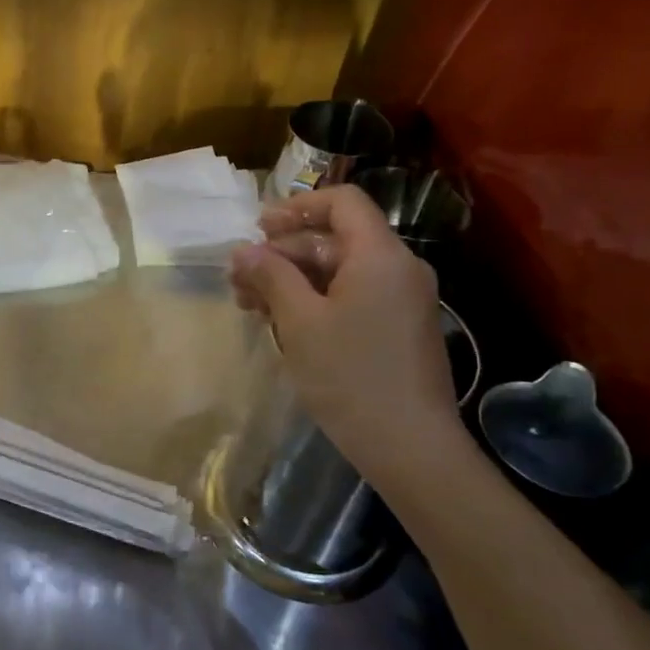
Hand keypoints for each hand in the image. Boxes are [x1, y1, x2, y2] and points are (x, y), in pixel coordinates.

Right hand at [230, 184, 461, 473]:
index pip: (342, 202)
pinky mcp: (397, 328)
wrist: (410, 447)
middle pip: (334, 239)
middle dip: (282, 253)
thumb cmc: (350, 376)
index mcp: (380, 256)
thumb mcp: (299, 321)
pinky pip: (351, 296)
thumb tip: (243, 251)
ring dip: (292, 280)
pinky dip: (314, 301)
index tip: (258, 229)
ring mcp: (401, 300)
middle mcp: (397, 268)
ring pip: (338, 271)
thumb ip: (271, 276)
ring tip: (249, 304)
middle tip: (238, 279)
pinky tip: (280, 322)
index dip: (297, 207)